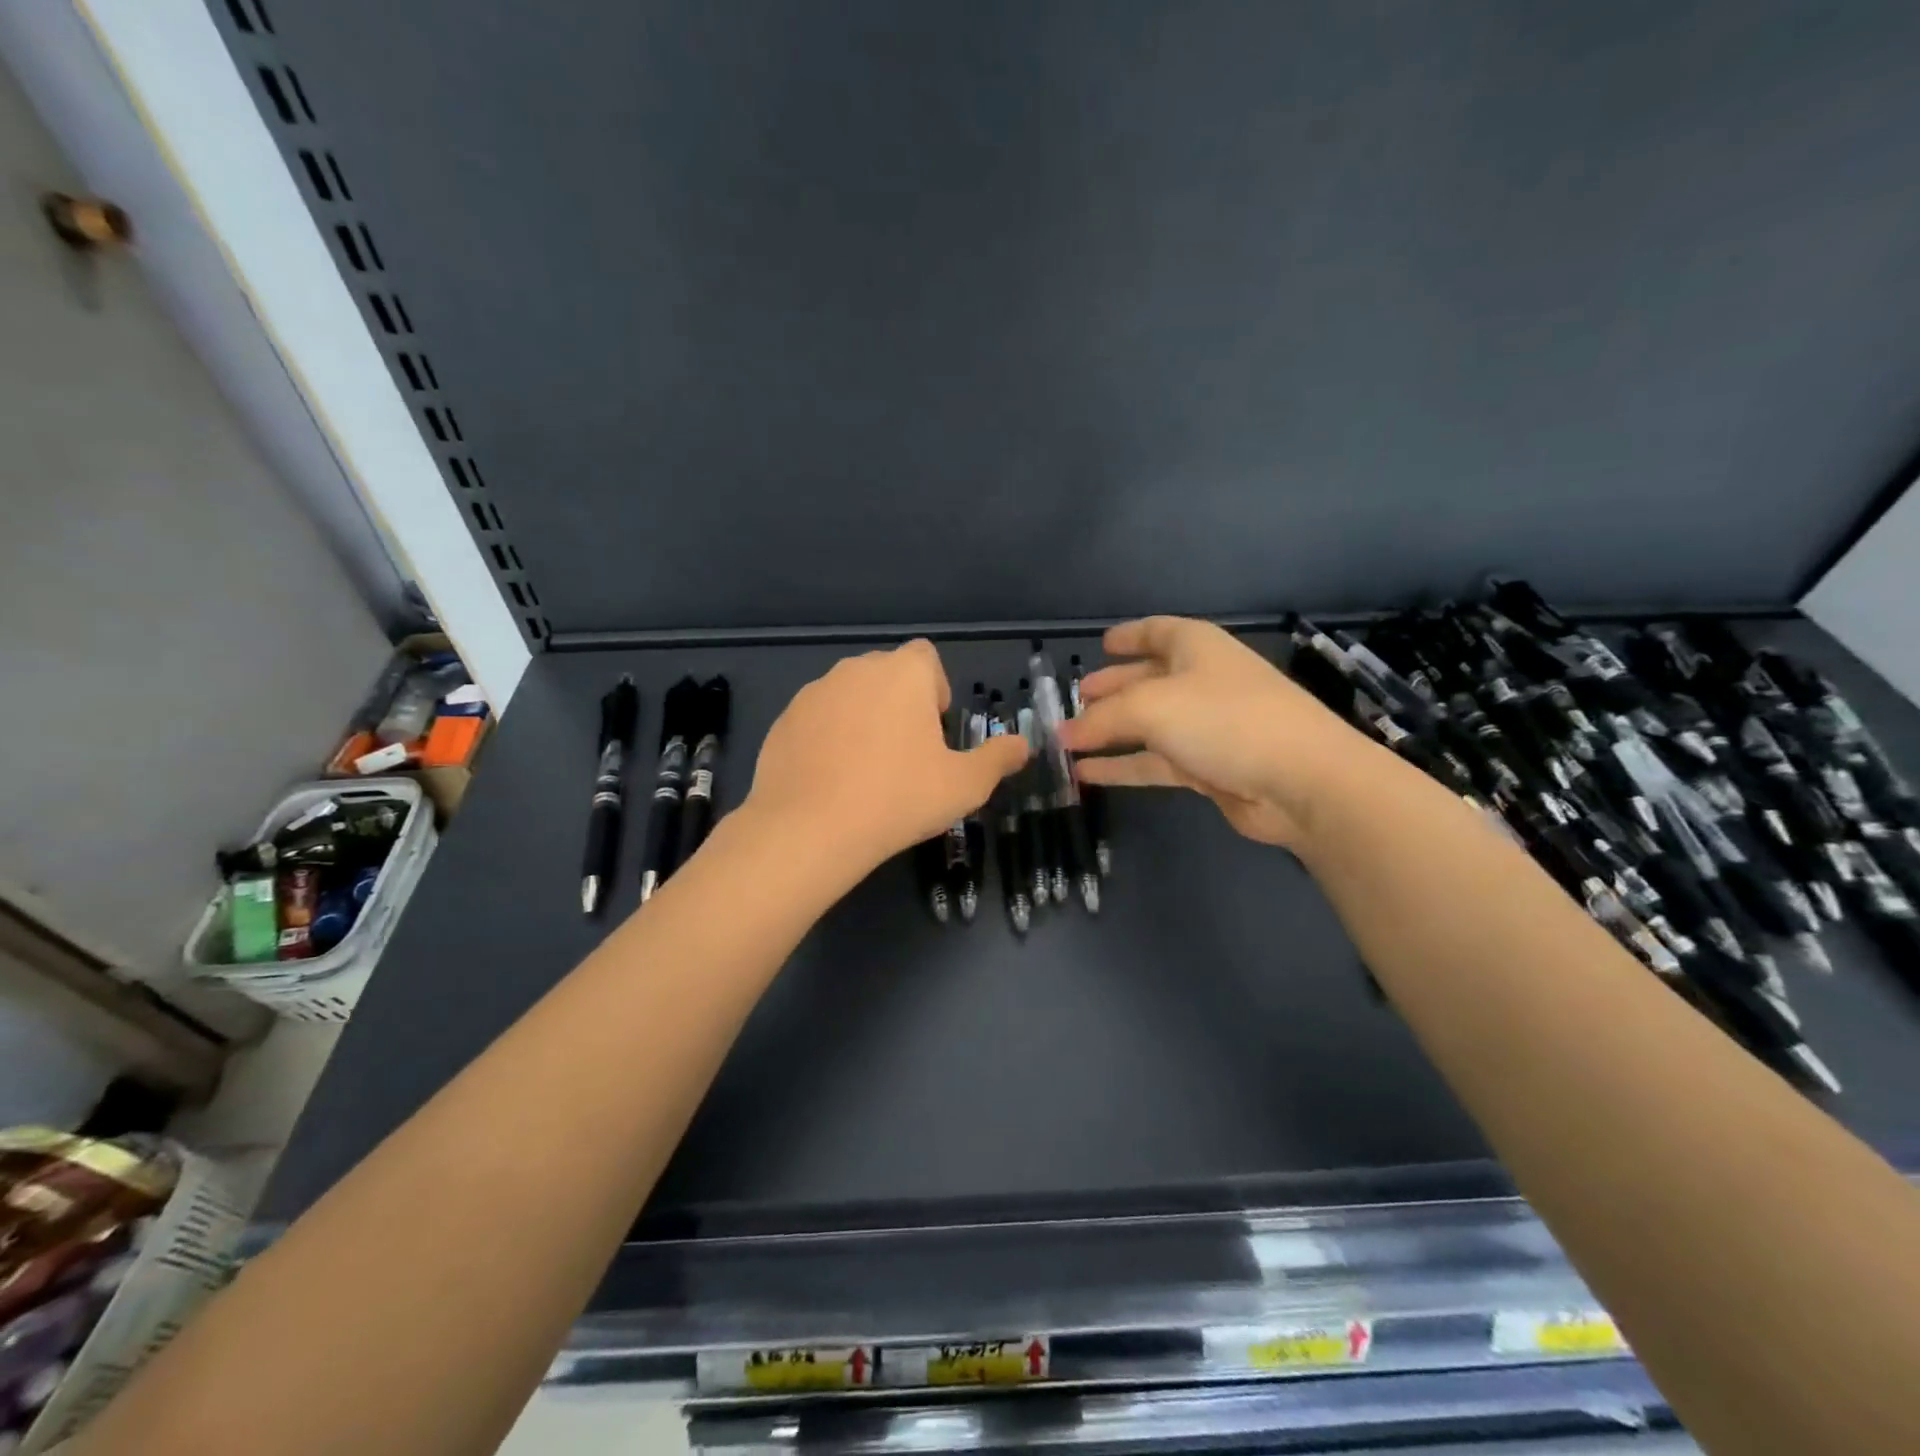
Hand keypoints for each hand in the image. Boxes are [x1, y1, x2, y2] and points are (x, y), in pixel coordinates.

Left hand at [743, 640, 1028, 875]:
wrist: (810, 829)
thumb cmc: (899, 798)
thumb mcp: (965, 785)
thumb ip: (998, 758)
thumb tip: (1022, 745)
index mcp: (903, 673)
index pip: (926, 657)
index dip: (935, 689)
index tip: (934, 731)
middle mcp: (857, 669)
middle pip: (887, 675)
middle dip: (900, 704)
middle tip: (907, 756)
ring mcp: (814, 693)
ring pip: (850, 695)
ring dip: (863, 719)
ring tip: (867, 771)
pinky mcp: (784, 720)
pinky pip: (818, 719)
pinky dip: (828, 738)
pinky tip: (832, 780)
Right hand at [1057, 617, 1366, 849]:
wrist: (1300, 780)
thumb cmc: (1224, 720)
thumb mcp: (1151, 707)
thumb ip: (1101, 718)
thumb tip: (1061, 734)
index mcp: (1196, 647)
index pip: (1156, 631)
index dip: (1129, 636)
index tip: (1101, 644)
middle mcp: (1201, 681)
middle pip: (1147, 679)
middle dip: (1111, 688)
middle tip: (1075, 699)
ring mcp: (1206, 726)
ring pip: (1147, 724)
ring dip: (1110, 731)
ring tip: (1068, 740)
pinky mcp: (1207, 767)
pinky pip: (1154, 761)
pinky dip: (1122, 765)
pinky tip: (1087, 773)